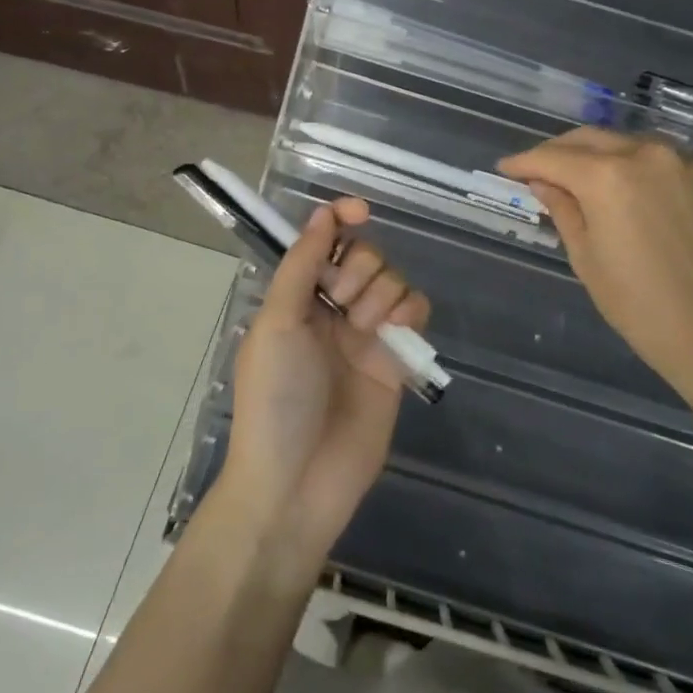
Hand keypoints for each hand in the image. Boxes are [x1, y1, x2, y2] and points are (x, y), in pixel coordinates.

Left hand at [223, 199, 429, 564]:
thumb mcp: (277, 324)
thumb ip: (301, 266)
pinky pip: (416, 312)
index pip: (324, 242)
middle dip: (359, 270)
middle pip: (364, 257)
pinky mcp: (395, 360)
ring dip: (383, 293)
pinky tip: (398, 332)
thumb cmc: (276, 398)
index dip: (341, 219)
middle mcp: (331, 309)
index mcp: (296, 297)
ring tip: (365, 331)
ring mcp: (365, 335)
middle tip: (343, 304)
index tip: (360, 211)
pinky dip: (412, 311)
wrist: (298, 481)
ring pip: (392, 280)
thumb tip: (322, 214)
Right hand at [498, 128, 692, 408]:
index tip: (506, 168)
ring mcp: (688, 165)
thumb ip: (563, 209)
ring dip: (603, 154)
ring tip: (586, 177)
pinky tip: (636, 194)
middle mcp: (649, 155)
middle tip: (540, 170)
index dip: (524, 161)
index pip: (553, 157)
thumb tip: (544, 182)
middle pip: (592, 138)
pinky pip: (668, 163)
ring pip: (632, 143)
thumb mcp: (586, 258)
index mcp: (608, 176)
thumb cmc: (638, 305)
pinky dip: (642, 170)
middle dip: (560, 150)